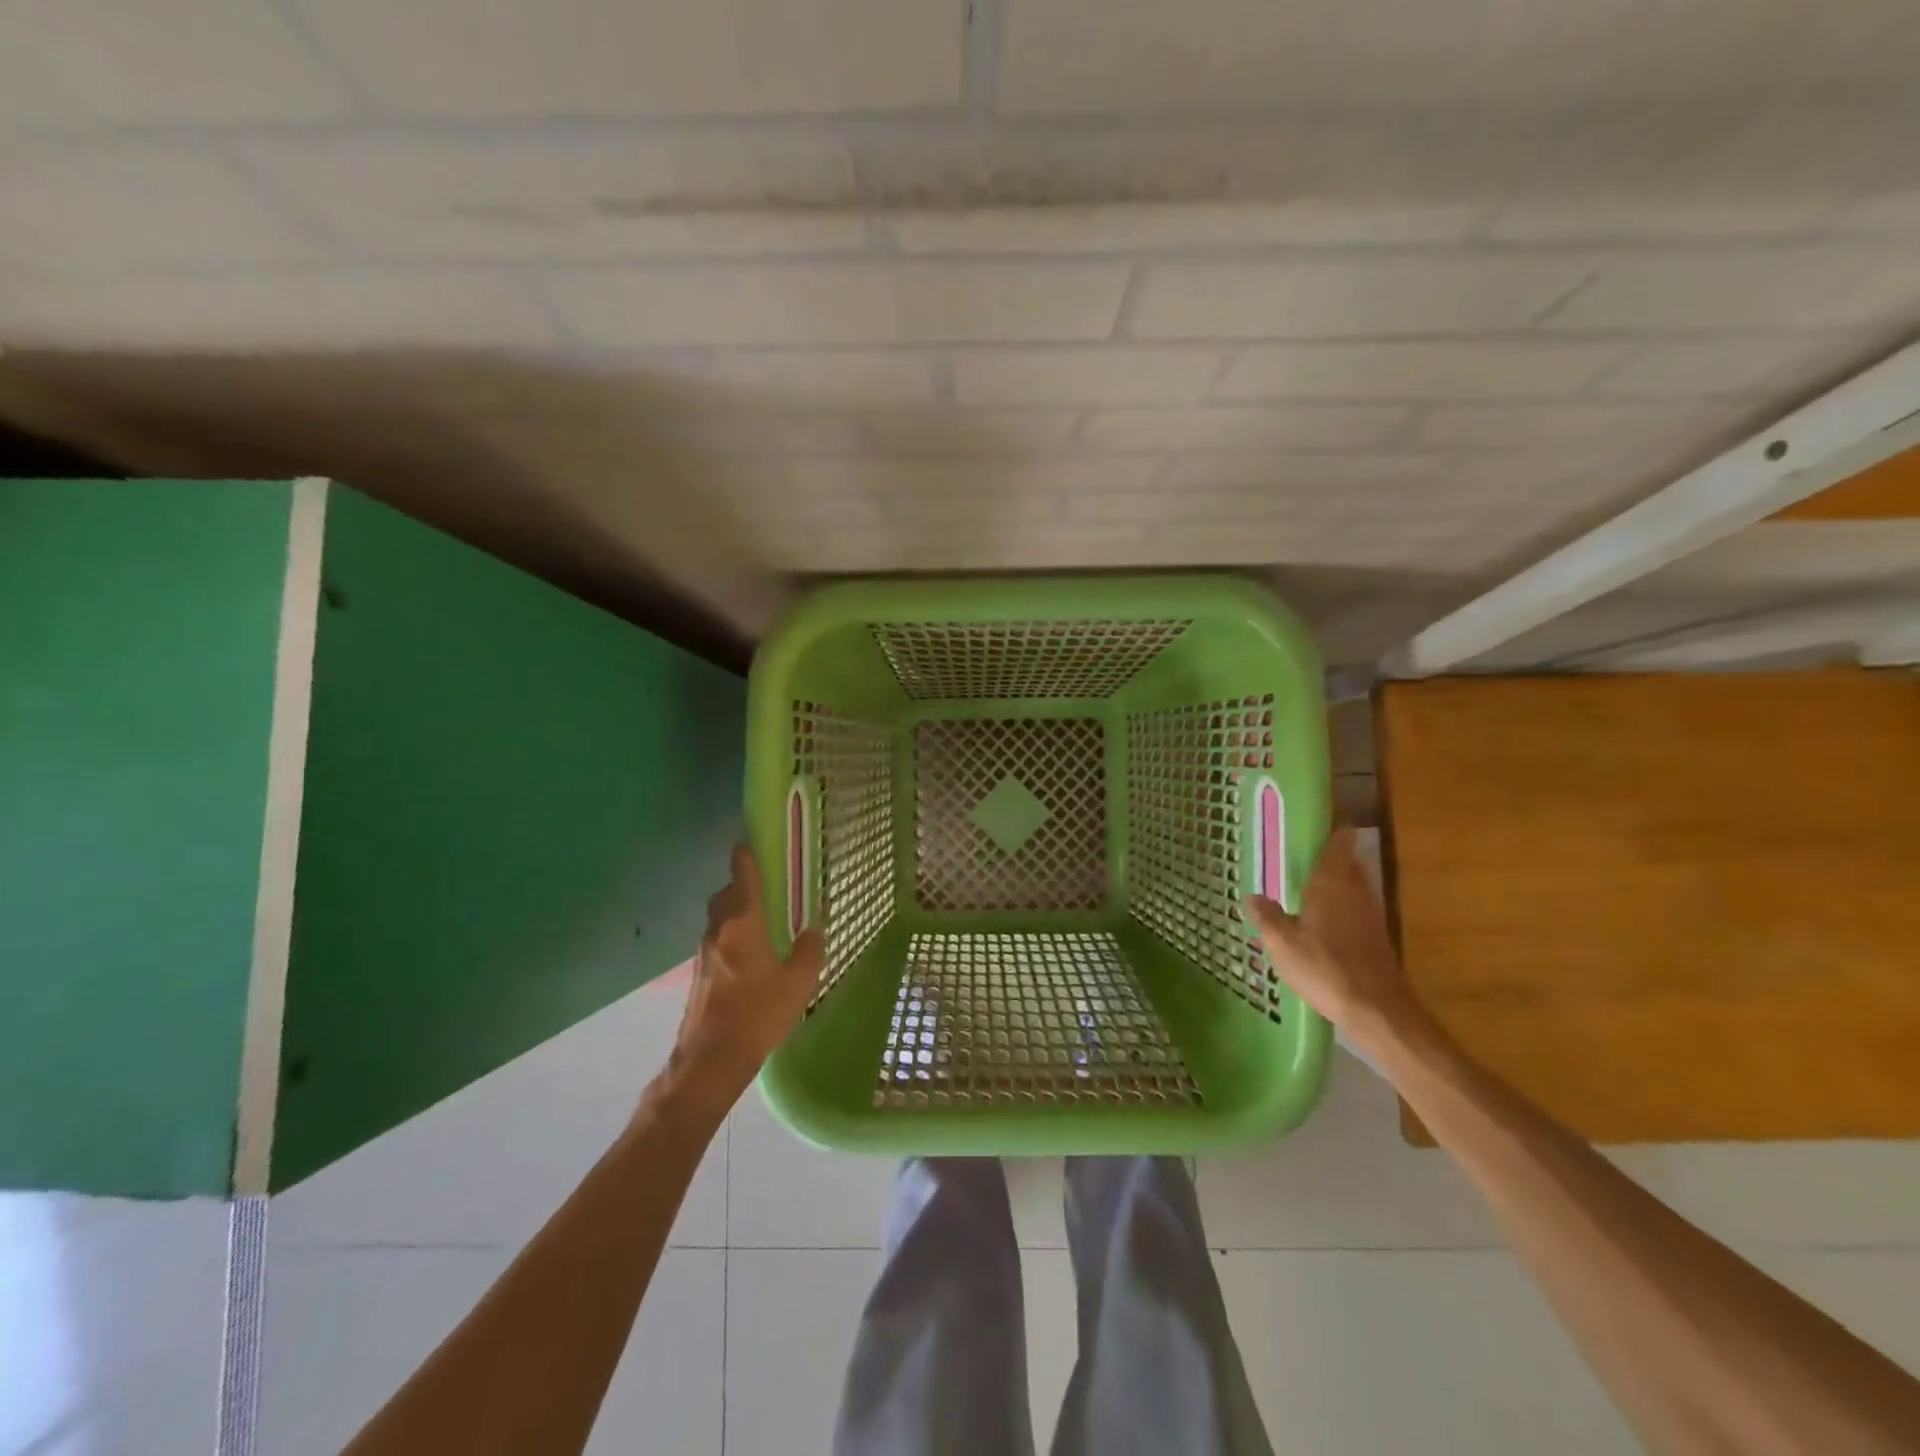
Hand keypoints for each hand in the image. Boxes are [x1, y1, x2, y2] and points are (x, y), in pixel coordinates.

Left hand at [666, 845, 824, 1103]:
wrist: (711, 1059)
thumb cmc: (758, 1014)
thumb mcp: (798, 983)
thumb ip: (809, 951)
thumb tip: (812, 930)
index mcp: (742, 925)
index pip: (742, 878)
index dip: (745, 858)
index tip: (748, 843)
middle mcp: (718, 932)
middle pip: (725, 896)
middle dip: (740, 885)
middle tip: (763, 884)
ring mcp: (704, 954)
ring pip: (718, 919)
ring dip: (733, 911)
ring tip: (758, 918)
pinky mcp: (699, 975)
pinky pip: (716, 941)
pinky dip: (730, 935)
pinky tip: (747, 953)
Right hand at [1246, 827, 1418, 1044]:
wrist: (1376, 1009)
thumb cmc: (1325, 967)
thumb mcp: (1282, 943)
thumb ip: (1266, 916)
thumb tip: (1252, 895)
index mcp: (1331, 883)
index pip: (1337, 843)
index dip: (1330, 828)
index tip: (1314, 819)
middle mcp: (1354, 890)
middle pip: (1346, 861)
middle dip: (1328, 854)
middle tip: (1299, 850)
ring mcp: (1369, 914)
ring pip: (1351, 885)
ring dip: (1333, 880)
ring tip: (1304, 882)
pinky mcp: (1374, 936)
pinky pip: (1353, 907)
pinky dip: (1338, 905)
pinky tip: (1319, 918)